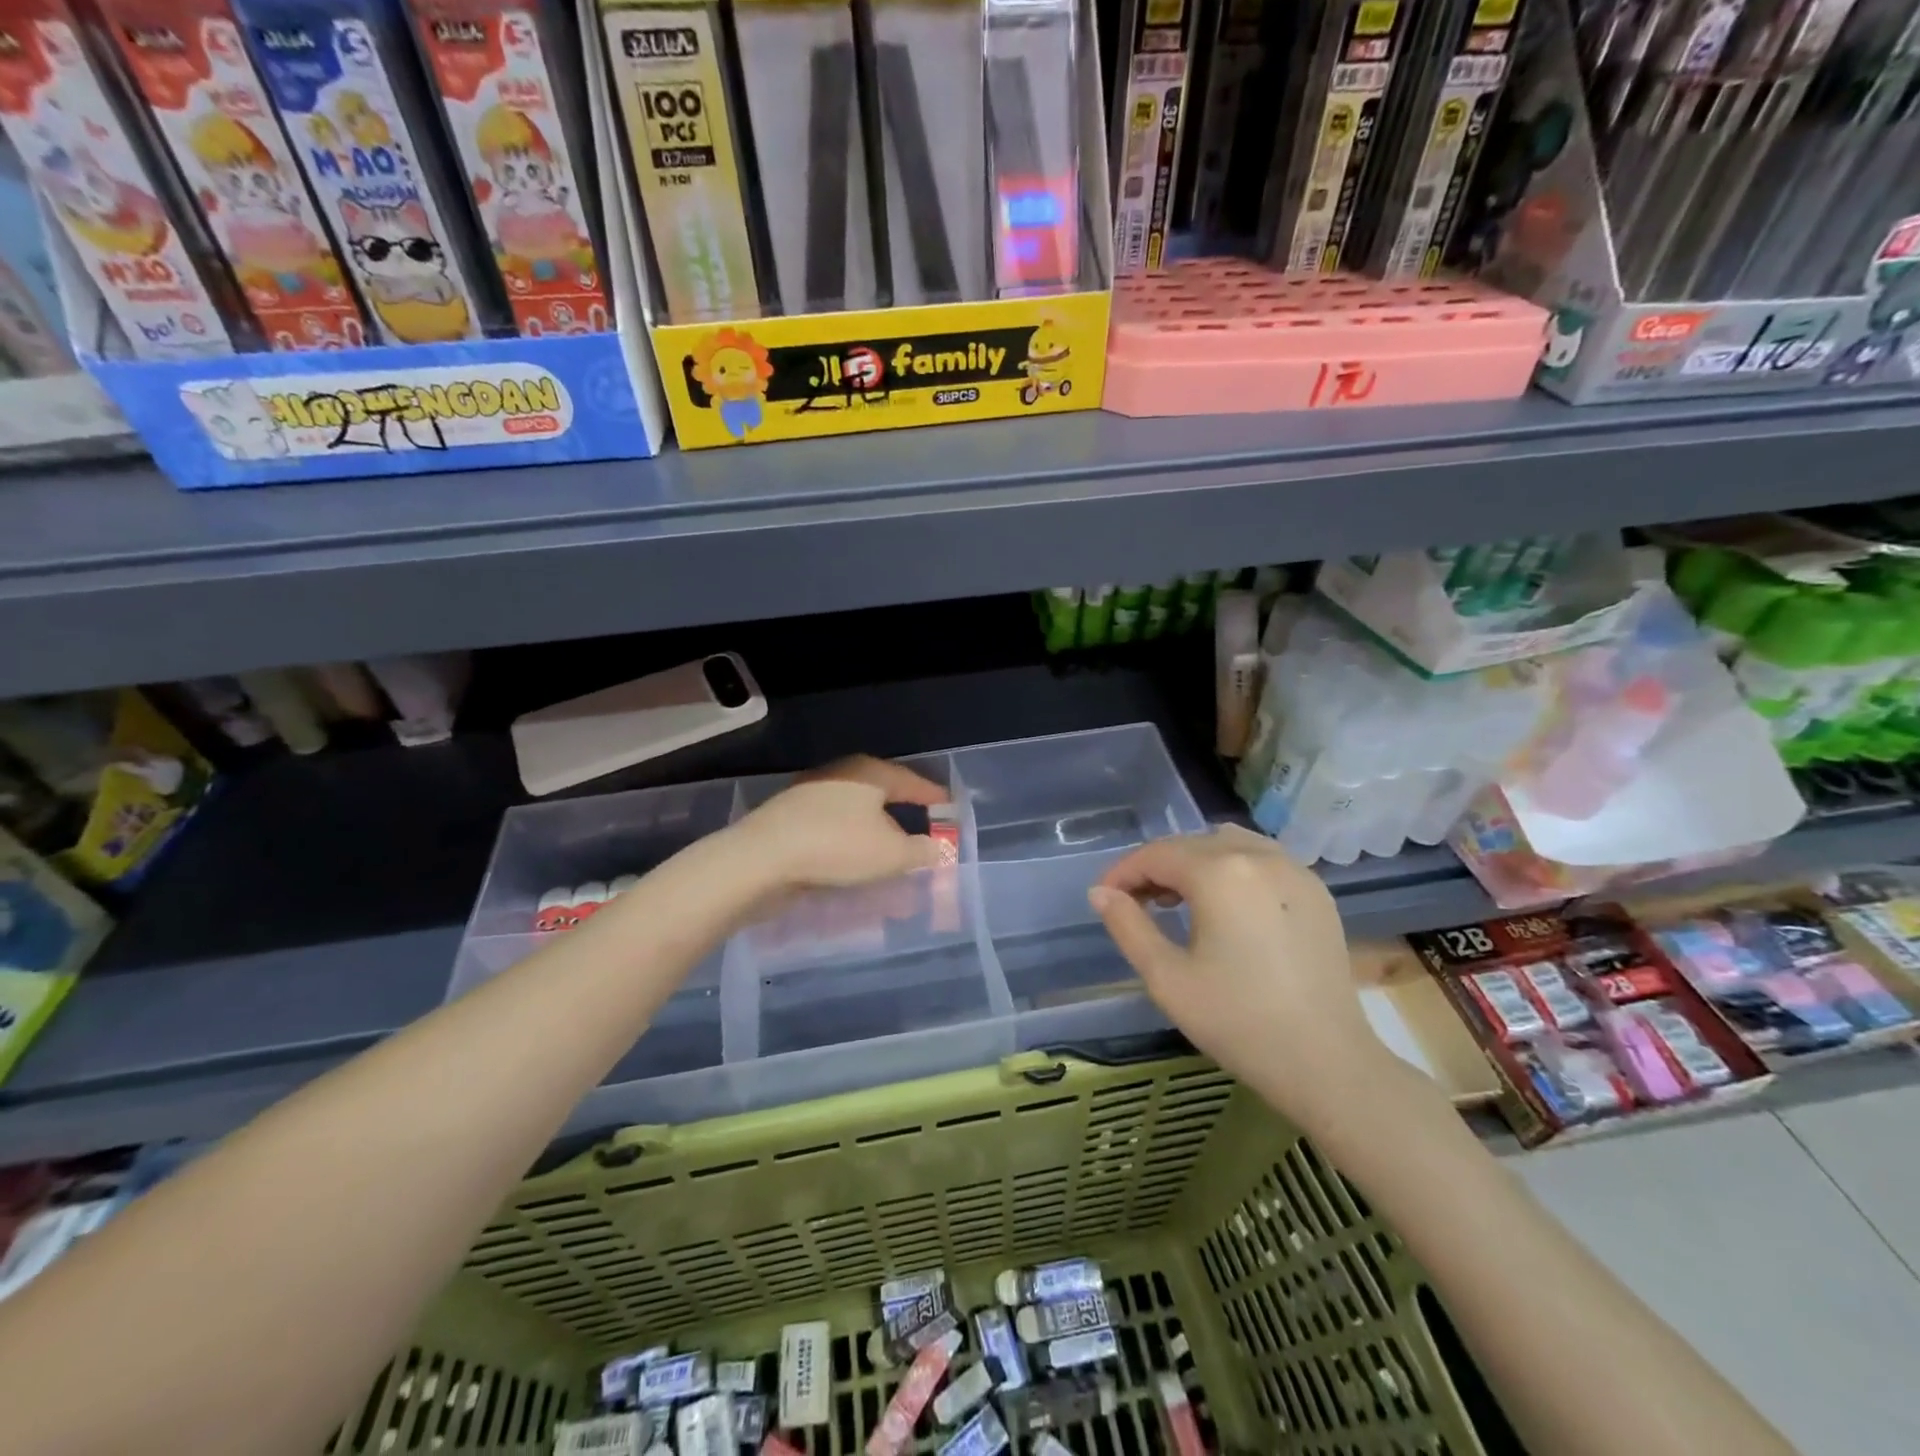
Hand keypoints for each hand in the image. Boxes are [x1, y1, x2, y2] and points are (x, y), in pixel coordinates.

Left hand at [726, 755, 948, 894]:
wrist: (759, 860)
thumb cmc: (836, 847)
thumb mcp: (891, 855)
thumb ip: (921, 851)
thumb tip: (938, 848)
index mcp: (870, 773)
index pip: (912, 782)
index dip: (934, 798)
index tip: (951, 811)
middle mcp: (841, 776)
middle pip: (882, 796)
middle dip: (904, 819)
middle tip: (923, 836)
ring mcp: (811, 796)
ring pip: (856, 817)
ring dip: (876, 838)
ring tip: (891, 861)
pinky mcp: (790, 821)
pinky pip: (834, 832)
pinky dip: (851, 847)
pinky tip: (855, 868)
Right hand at [1089, 826, 1393, 1128]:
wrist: (1327, 1062)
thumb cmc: (1238, 1022)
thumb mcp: (1167, 978)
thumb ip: (1127, 926)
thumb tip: (1100, 892)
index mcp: (1219, 873)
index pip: (1155, 855)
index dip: (1123, 872)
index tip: (1105, 897)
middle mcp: (1258, 856)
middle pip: (1190, 844)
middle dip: (1156, 868)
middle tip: (1135, 903)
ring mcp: (1294, 869)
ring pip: (1227, 843)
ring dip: (1195, 862)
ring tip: (1179, 900)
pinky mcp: (1316, 890)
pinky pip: (1262, 858)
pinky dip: (1232, 867)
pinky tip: (1226, 905)